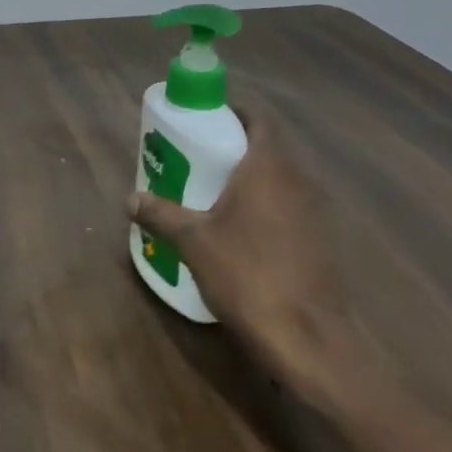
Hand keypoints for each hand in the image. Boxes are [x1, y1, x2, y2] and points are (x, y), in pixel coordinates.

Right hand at [126, 108, 369, 409]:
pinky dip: (266, 206)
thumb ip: (160, 214)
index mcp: (269, 169)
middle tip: (200, 156)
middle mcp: (299, 182)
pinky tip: (242, 230)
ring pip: (282, 180)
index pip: (260, 122)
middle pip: (270, 149)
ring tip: (215, 191)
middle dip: (237, 147)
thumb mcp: (192, 241)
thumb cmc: (245, 274)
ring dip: (253, 178)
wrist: (305, 336)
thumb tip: (130, 199)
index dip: (235, 114)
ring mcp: (316, 213)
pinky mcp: (321, 241)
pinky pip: (290, 207)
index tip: (207, 118)